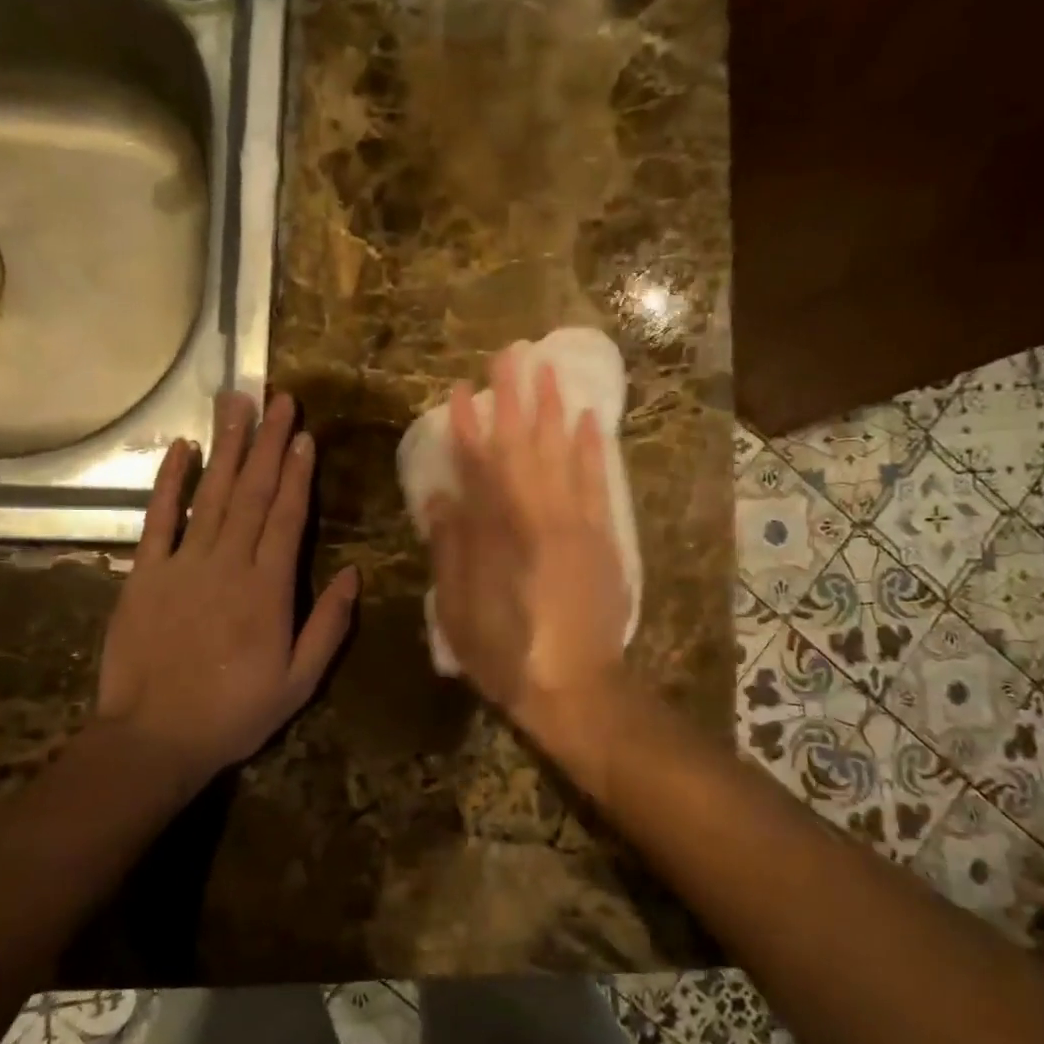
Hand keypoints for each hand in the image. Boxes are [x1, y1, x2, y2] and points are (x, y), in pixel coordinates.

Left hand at [94, 391, 357, 793]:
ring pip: (212, 495)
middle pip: (254, 494)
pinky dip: (170, 482)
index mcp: (269, 590)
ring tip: (238, 405)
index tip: (305, 436)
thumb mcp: (299, 681)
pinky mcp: (144, 573)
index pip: (288, 518)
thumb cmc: (234, 713)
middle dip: (269, 444)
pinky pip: (158, 519)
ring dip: (228, 448)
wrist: (153, 739)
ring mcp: (183, 564)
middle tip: (280, 401)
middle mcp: (229, 565)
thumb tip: (354, 573)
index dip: (298, 473)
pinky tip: (183, 448)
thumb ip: (328, 625)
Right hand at [425, 347, 629, 743]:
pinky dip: (594, 449)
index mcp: (498, 536)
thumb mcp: (460, 611)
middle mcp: (537, 518)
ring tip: (549, 369)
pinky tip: (590, 420)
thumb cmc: (507, 654)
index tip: (463, 390)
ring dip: (554, 409)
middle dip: (516, 398)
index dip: (469, 426)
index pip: (479, 467)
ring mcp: (575, 524)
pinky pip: (598, 483)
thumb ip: (452, 549)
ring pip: (563, 454)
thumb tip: (441, 496)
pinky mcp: (602, 538)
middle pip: (523, 447)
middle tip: (512, 354)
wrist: (578, 689)